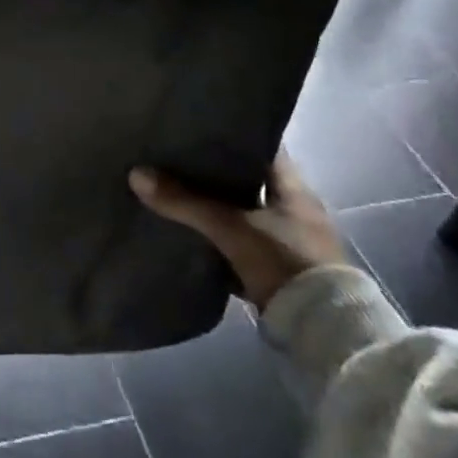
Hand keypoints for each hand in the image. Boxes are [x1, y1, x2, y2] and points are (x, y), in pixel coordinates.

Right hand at [128, 151, 347, 309]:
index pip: (264, 147)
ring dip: (218, 205)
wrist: (321, 331)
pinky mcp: (280, 270)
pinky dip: (221, 238)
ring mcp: (289, 241)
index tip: (200, 125)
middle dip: (217, 171)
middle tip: (177, 157)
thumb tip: (136, 174)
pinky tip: (193, 233)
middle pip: (250, 179)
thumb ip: (186, 202)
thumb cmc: (285, 262)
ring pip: (244, 211)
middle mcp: (295, 210)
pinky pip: (243, 242)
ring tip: (178, 191)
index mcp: (294, 189)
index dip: (234, 134)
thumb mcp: (231, 228)